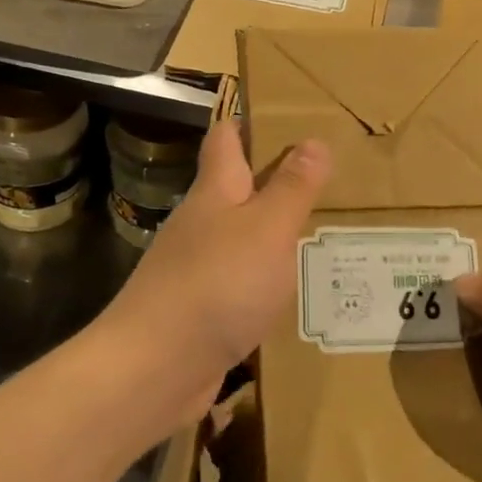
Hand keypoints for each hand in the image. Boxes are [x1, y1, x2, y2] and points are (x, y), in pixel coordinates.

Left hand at [103, 120, 328, 424]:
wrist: (155, 368)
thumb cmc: (217, 284)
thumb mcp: (267, 229)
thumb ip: (292, 187)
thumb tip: (314, 141)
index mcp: (216, 191)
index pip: (226, 138)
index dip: (249, 121)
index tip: (286, 112)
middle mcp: (202, 222)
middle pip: (236, 186)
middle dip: (274, 177)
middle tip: (326, 174)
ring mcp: (197, 266)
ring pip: (241, 234)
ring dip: (273, 228)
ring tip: (321, 227)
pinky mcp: (201, 307)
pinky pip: (241, 278)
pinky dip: (266, 274)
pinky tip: (293, 286)